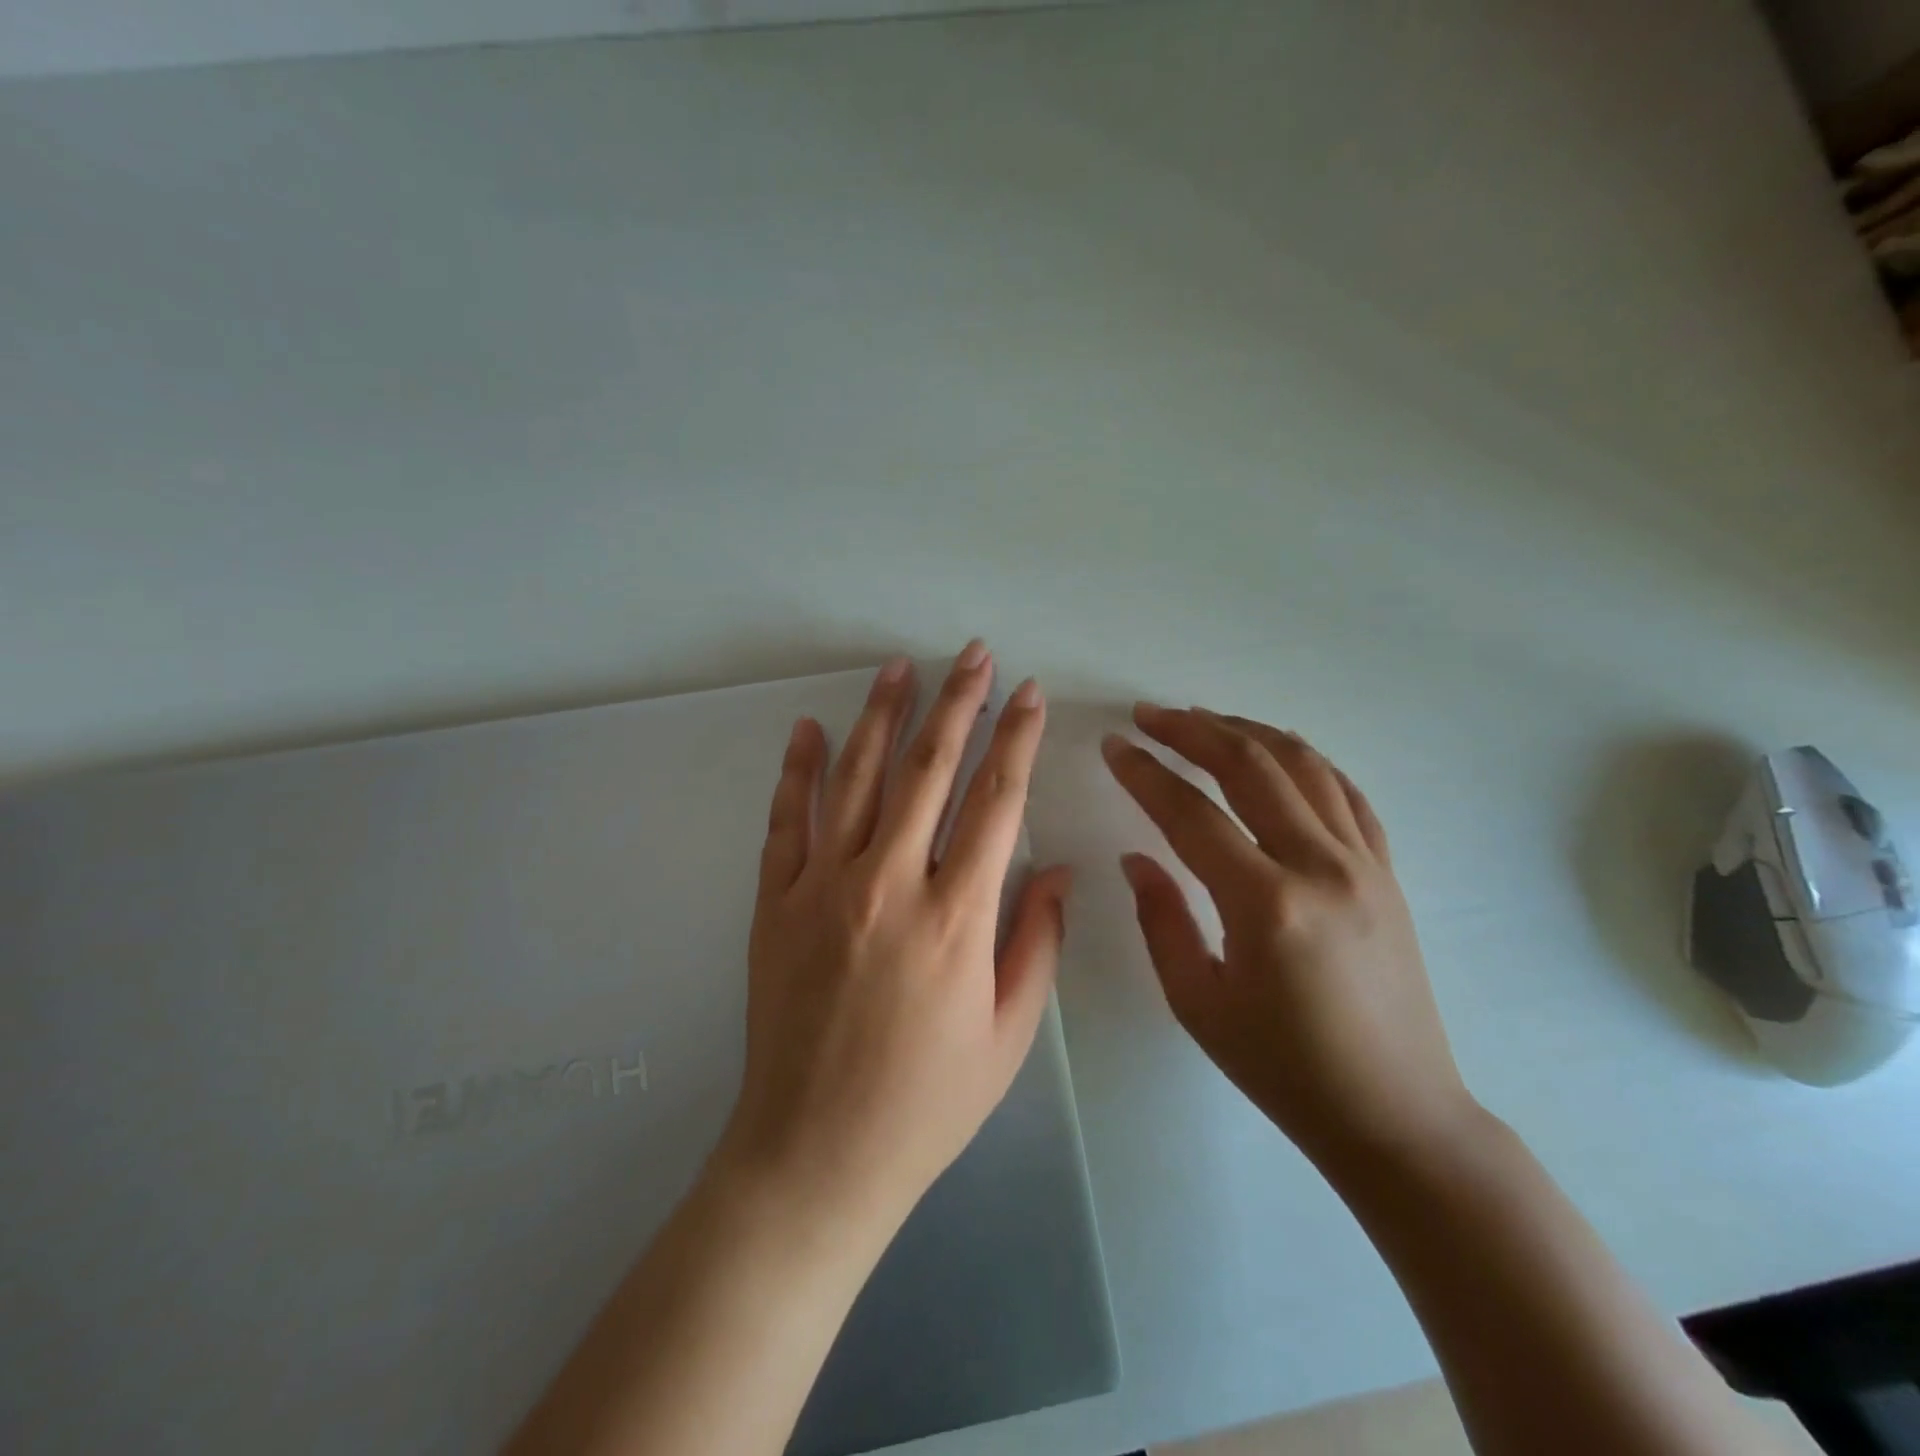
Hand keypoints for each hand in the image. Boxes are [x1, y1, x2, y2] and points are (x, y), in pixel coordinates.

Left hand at [718, 642, 1071, 1235]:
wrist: (815, 1154)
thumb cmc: (926, 1101)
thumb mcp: (1008, 1035)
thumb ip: (1036, 941)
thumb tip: (1057, 868)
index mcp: (956, 917)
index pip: (997, 801)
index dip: (1017, 739)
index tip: (1029, 694)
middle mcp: (888, 884)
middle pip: (928, 769)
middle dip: (957, 703)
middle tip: (973, 654)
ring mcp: (822, 886)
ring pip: (856, 778)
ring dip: (881, 715)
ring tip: (900, 667)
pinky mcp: (776, 902)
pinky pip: (787, 820)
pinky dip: (798, 769)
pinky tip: (810, 727)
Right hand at [1102, 706, 1474, 1164]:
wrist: (1397, 1115)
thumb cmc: (1284, 1069)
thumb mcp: (1198, 1003)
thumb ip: (1160, 920)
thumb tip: (1136, 857)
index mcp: (1265, 905)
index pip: (1191, 813)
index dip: (1145, 774)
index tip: (1113, 746)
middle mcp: (1320, 866)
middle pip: (1250, 767)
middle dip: (1192, 730)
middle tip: (1149, 715)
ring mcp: (1364, 863)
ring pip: (1303, 765)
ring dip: (1247, 731)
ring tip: (1203, 719)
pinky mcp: (1388, 871)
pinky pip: (1346, 792)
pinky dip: (1305, 759)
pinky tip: (1276, 751)